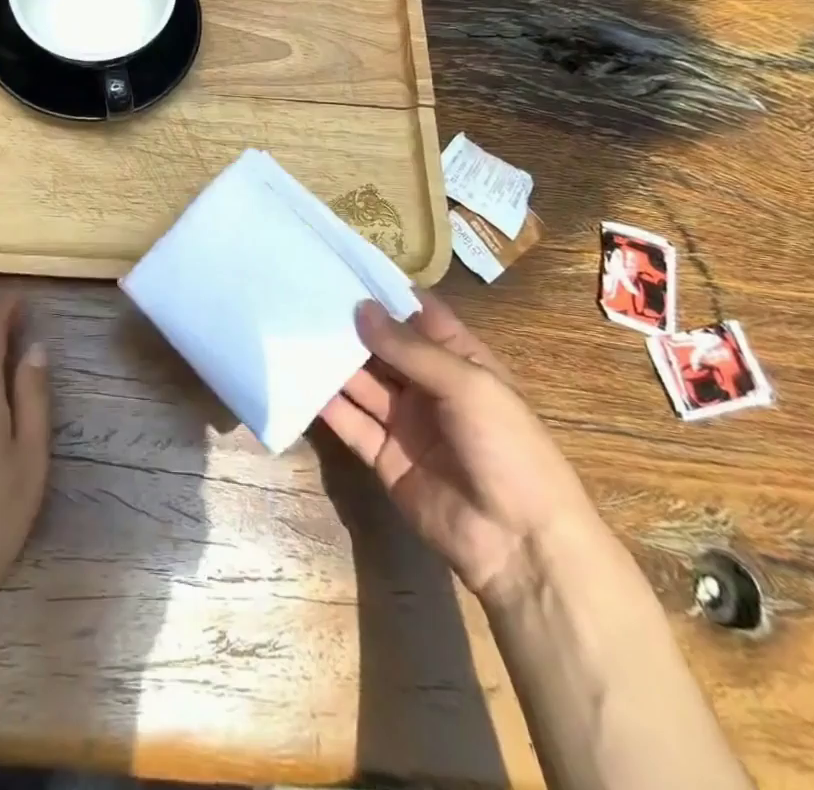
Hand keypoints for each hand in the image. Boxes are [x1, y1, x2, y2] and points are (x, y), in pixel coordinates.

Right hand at [320, 294, 600, 601]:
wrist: (520, 545)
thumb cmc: (508, 449)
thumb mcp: (467, 385)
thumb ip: (410, 348)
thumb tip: (360, 307)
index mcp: (459, 360)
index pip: (418, 315)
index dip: (385, 292)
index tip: (342, 267)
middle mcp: (428, 385)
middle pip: (383, 347)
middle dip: (349, 325)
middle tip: (304, 298)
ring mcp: (404, 421)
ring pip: (362, 382)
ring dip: (334, 361)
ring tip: (293, 333)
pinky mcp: (383, 456)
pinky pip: (351, 423)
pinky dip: (327, 404)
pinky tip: (299, 381)